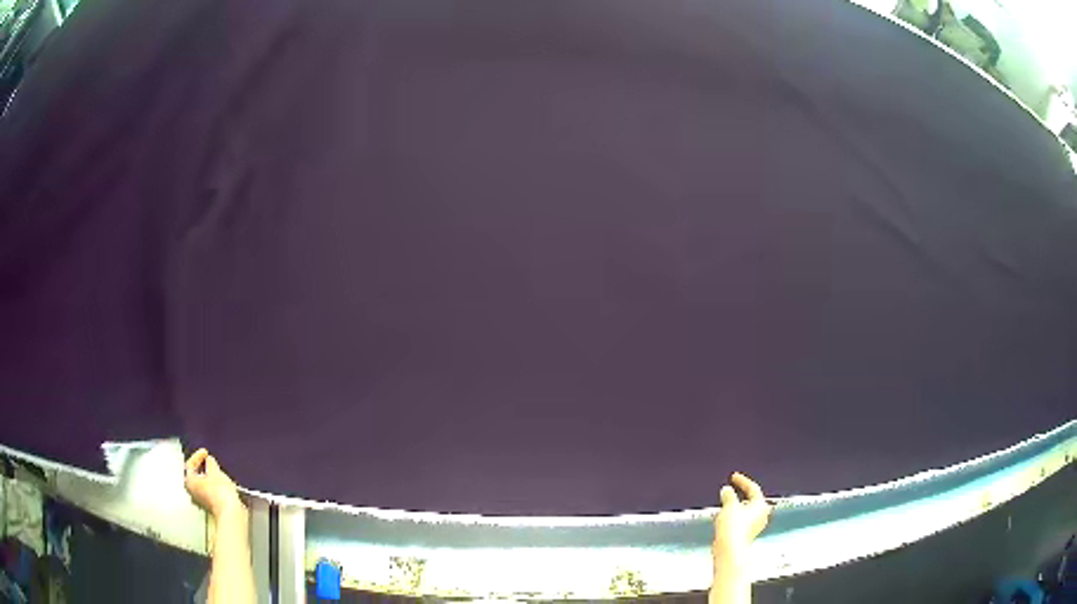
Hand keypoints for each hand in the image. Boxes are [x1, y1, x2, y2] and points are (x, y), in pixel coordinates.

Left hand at [184, 448, 243, 518]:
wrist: (231, 511)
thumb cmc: (220, 493)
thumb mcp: (215, 471)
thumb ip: (210, 462)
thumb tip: (209, 460)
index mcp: (189, 481)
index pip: (190, 464)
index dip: (198, 456)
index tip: (205, 452)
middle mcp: (192, 492)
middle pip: (194, 475)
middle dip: (202, 467)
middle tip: (209, 461)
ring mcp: (201, 501)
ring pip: (202, 484)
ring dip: (208, 477)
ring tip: (216, 472)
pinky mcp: (211, 507)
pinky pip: (209, 492)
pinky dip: (213, 486)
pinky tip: (221, 484)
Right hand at [713, 472, 770, 554]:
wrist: (730, 548)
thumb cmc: (734, 526)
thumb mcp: (729, 505)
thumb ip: (728, 495)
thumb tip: (727, 490)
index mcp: (760, 504)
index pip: (753, 488)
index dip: (742, 481)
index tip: (734, 477)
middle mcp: (761, 515)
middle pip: (751, 500)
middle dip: (739, 496)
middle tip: (729, 492)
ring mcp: (754, 526)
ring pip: (745, 512)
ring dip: (735, 507)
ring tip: (724, 505)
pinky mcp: (746, 534)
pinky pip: (741, 521)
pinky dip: (733, 517)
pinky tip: (724, 518)